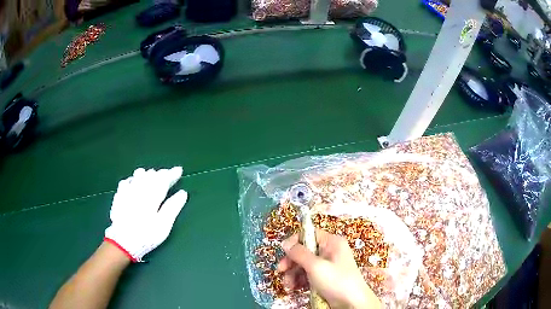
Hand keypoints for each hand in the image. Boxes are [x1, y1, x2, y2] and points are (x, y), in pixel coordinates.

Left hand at [104, 167, 187, 261]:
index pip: (163, 179)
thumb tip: (182, 193)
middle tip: (168, 174)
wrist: (123, 242)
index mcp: (152, 195)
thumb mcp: (164, 224)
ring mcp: (127, 191)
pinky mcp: (119, 196)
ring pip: (138, 175)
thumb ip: (173, 207)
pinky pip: (126, 181)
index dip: (172, 174)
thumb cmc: (146, 235)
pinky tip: (134, 183)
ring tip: (152, 176)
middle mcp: (139, 189)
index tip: (179, 170)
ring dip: (147, 174)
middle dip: (160, 173)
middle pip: (151, 175)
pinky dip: (134, 179)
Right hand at [278, 229, 380, 308]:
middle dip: (291, 262)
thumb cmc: (337, 281)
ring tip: (288, 284)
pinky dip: (299, 280)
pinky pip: (307, 275)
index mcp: (332, 243)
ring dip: (293, 274)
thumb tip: (285, 243)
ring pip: (304, 264)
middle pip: (304, 251)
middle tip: (281, 270)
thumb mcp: (316, 266)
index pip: (310, 234)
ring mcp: (327, 266)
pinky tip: (294, 288)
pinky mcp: (324, 278)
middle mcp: (329, 251)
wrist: (351, 303)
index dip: (295, 241)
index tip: (284, 252)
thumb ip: (299, 254)